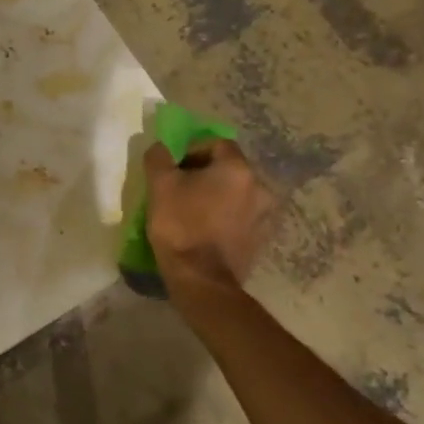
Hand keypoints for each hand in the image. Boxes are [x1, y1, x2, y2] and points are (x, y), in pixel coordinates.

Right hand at [143, 137, 275, 294]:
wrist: (201, 280)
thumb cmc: (180, 226)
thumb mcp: (160, 186)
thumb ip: (159, 158)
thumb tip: (161, 147)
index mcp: (237, 169)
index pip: (217, 144)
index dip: (193, 151)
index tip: (175, 169)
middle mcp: (259, 186)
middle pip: (229, 168)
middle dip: (206, 174)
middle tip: (182, 189)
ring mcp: (265, 215)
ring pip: (237, 193)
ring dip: (218, 196)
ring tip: (195, 211)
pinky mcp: (262, 238)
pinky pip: (242, 216)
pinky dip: (227, 216)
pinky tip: (208, 230)